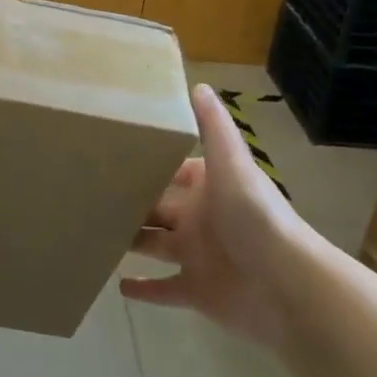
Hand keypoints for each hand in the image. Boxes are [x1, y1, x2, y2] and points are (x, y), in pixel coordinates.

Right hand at [119, 84, 310, 352]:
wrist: (286, 286)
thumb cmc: (254, 216)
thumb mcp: (232, 163)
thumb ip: (214, 127)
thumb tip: (197, 84)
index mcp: (208, 188)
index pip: (174, 171)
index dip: (150, 163)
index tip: (114, 152)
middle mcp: (200, 219)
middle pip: (158, 207)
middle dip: (132, 200)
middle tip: (90, 191)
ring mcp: (197, 257)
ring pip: (155, 245)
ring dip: (131, 238)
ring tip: (94, 228)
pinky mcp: (195, 292)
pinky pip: (164, 290)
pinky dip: (143, 290)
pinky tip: (117, 285)